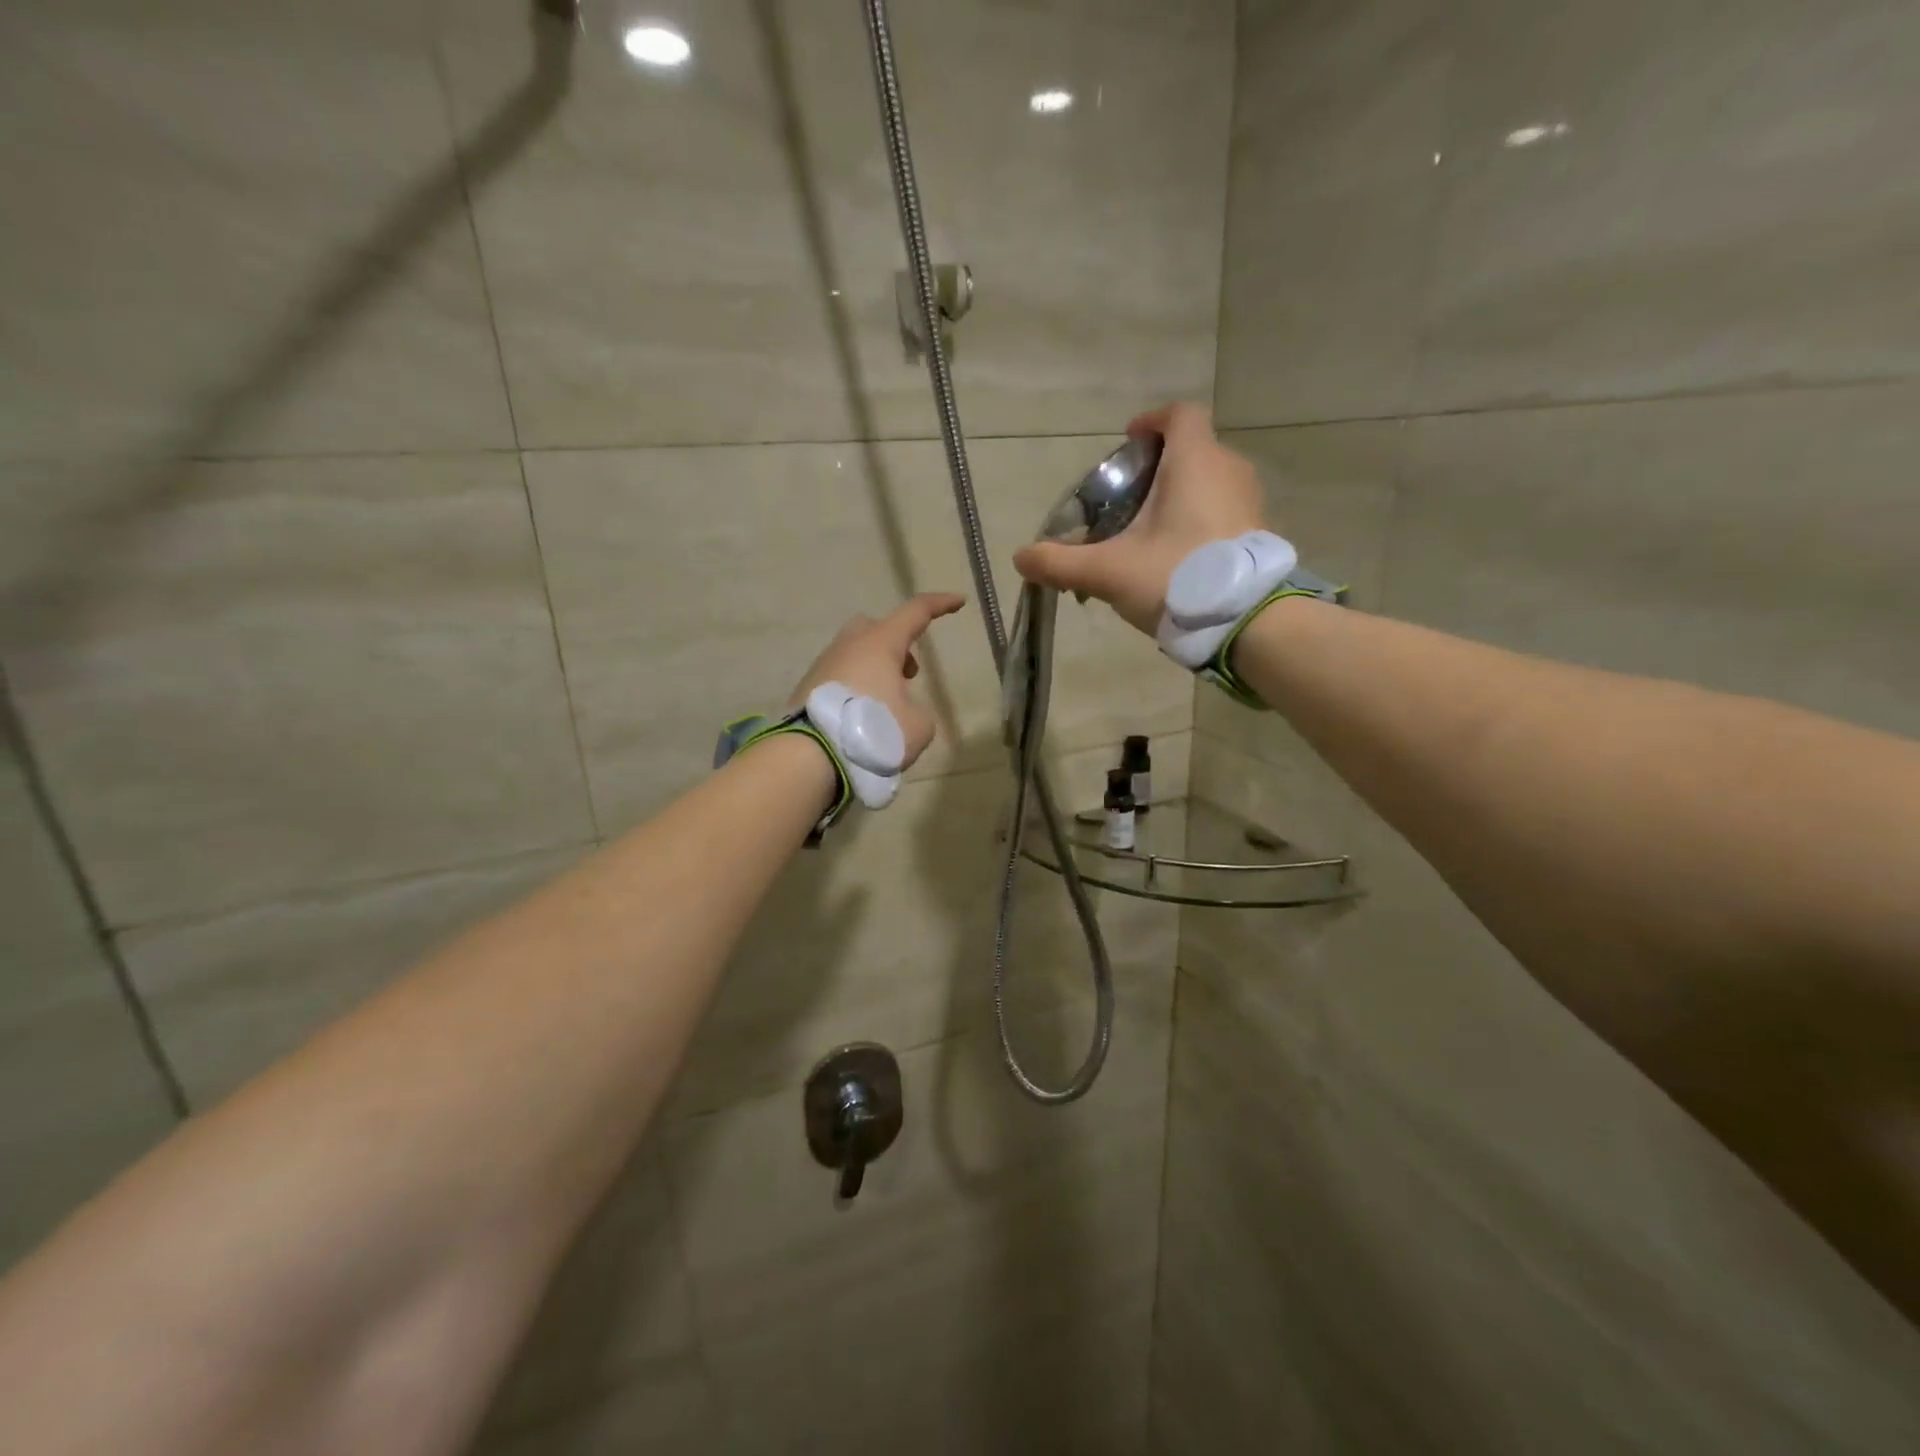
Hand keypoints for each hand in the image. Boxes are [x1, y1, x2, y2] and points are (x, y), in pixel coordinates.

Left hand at [787, 592, 966, 768]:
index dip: (940, 605)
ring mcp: (823, 665)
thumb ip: (917, 712)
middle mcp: (849, 646)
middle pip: (875, 628)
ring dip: (874, 671)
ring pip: (854, 654)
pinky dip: (855, 690)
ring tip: (886, 706)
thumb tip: (901, 713)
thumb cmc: (873, 732)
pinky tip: (860, 719)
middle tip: (907, 674)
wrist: (810, 756)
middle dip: (895, 643)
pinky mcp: (807, 688)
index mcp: (880, 644)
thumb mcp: (918, 727)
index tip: (958, 601)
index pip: (916, 612)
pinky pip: (838, 678)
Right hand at [1012, 402, 1265, 635]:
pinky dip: (1200, 523)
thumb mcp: (1108, 572)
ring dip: (1180, 498)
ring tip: (1150, 534)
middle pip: (1192, 451)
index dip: (1152, 422)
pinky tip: (1178, 560)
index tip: (1128, 443)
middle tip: (1128, 502)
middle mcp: (1229, 470)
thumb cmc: (1176, 577)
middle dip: (1159, 469)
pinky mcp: (1259, 533)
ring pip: (1209, 483)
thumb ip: (1060, 563)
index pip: (1179, 415)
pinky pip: (1224, 513)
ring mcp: (1250, 502)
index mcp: (1194, 461)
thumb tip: (1021, 559)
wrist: (1248, 622)